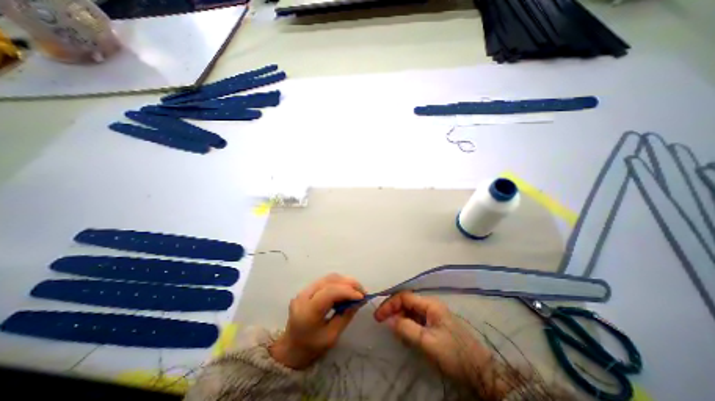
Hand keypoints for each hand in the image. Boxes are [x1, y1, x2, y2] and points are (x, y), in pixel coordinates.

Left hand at [272, 274, 364, 367]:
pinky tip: (346, 290)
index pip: (330, 292)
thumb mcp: (331, 337)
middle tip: (363, 291)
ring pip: (329, 278)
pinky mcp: (307, 289)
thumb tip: (359, 301)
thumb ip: (345, 316)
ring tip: (357, 290)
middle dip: (349, 283)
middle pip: (330, 280)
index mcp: (308, 311)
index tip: (362, 297)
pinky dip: (339, 283)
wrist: (290, 348)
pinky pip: (326, 281)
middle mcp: (304, 296)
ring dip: (345, 281)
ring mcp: (304, 290)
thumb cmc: (311, 348)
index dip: (348, 291)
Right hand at [371, 292, 510, 397]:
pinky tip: (406, 336)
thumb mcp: (427, 342)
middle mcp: (431, 305)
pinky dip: (408, 326)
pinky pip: (417, 321)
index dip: (389, 304)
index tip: (378, 317)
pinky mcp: (436, 325)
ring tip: (394, 332)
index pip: (404, 297)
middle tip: (383, 324)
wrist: (481, 370)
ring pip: (411, 312)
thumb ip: (406, 328)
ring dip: (400, 319)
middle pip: (407, 302)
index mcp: (430, 304)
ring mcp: (434, 315)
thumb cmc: (453, 353)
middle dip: (394, 311)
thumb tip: (389, 320)